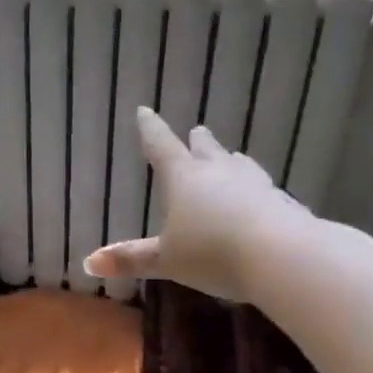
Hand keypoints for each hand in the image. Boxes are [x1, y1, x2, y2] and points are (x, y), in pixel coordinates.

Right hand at [83, 107, 314, 302]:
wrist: (284, 257)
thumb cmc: (212, 252)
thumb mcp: (166, 260)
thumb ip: (131, 259)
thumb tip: (89, 263)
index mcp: (184, 178)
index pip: (161, 146)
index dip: (150, 129)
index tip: (144, 110)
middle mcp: (219, 173)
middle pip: (206, 150)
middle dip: (198, 142)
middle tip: (198, 131)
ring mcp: (256, 186)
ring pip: (240, 166)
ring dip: (231, 162)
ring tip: (231, 157)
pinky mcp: (284, 204)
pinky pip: (265, 192)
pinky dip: (257, 192)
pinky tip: (262, 200)